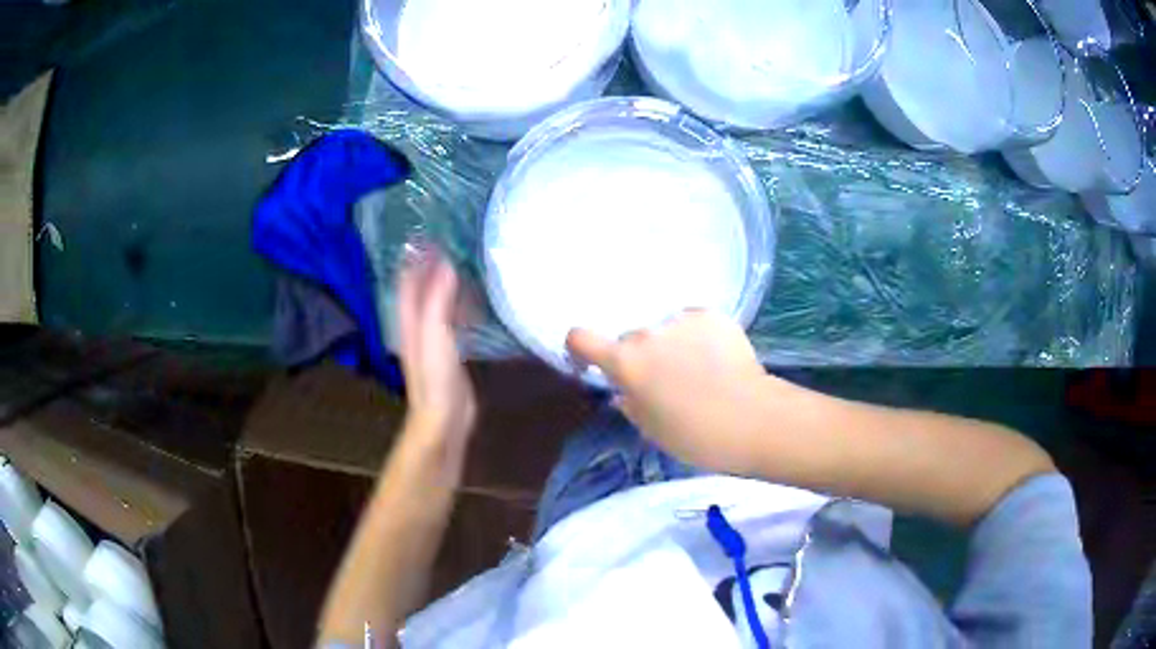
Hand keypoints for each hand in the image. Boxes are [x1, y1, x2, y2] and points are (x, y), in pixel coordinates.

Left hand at [396, 247, 476, 448]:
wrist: (443, 418)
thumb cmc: (435, 376)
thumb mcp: (435, 333)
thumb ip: (438, 299)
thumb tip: (447, 262)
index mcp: (408, 319)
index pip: (408, 280)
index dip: (415, 257)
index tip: (430, 233)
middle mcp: (417, 325)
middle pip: (421, 288)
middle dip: (432, 265)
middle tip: (454, 242)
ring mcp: (433, 339)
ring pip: (437, 302)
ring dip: (447, 283)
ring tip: (467, 263)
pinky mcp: (450, 351)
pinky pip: (453, 319)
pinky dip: (460, 304)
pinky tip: (476, 300)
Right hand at [566, 310, 771, 473]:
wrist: (754, 419)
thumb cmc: (696, 436)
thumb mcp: (651, 429)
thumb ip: (629, 403)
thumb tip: (624, 390)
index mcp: (625, 362)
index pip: (580, 337)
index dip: (580, 349)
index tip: (592, 364)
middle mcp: (648, 333)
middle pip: (631, 339)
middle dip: (640, 358)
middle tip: (664, 383)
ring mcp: (682, 319)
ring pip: (665, 330)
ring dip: (671, 346)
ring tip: (699, 371)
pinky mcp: (712, 315)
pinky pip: (693, 323)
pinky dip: (698, 337)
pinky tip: (717, 359)